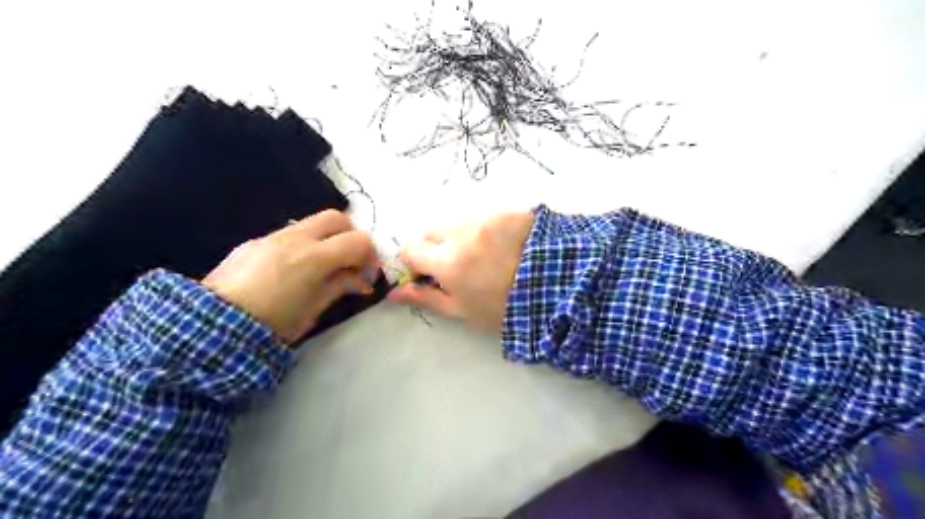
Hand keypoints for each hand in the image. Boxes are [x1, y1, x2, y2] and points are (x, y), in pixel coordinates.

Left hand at [202, 211, 374, 344]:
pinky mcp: (255, 241)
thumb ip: (341, 287)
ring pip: (311, 223)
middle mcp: (296, 238)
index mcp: (315, 257)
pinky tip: (292, 269)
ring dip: (325, 239)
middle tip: (348, 261)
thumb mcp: (314, 309)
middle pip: (336, 218)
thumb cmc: (272, 323)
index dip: (369, 255)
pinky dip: (303, 244)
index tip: (366, 274)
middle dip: (349, 236)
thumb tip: (361, 281)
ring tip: (321, 267)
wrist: (213, 325)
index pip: (358, 240)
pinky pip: (289, 234)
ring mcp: (273, 236)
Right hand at [387, 210, 535, 331]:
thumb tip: (393, 293)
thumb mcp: (463, 311)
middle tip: (457, 265)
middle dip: (436, 245)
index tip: (427, 273)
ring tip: (487, 256)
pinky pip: (486, 217)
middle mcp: (462, 233)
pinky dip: (487, 230)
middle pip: (432, 230)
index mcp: (448, 261)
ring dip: (462, 236)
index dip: (415, 262)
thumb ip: (426, 298)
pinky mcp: (508, 211)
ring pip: (459, 223)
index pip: (410, 249)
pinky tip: (506, 245)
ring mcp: (487, 218)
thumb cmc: (505, 308)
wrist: (558, 289)